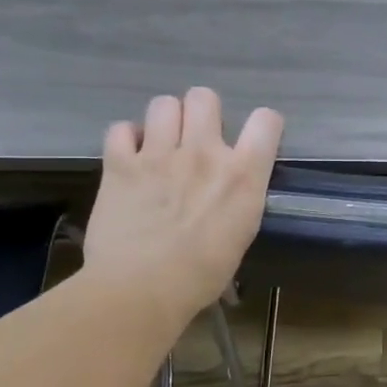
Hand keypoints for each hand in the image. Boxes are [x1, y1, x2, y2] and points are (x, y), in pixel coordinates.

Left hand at [82, 88, 283, 324]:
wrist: (141, 290)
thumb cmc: (201, 275)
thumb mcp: (241, 233)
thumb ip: (239, 196)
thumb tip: (230, 187)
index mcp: (242, 174)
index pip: (266, 121)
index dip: (262, 125)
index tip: (253, 140)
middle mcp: (204, 153)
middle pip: (205, 97)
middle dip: (201, 113)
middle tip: (195, 139)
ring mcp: (159, 155)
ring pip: (163, 104)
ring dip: (164, 122)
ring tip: (160, 146)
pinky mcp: (120, 164)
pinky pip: (121, 129)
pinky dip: (126, 139)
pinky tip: (129, 158)